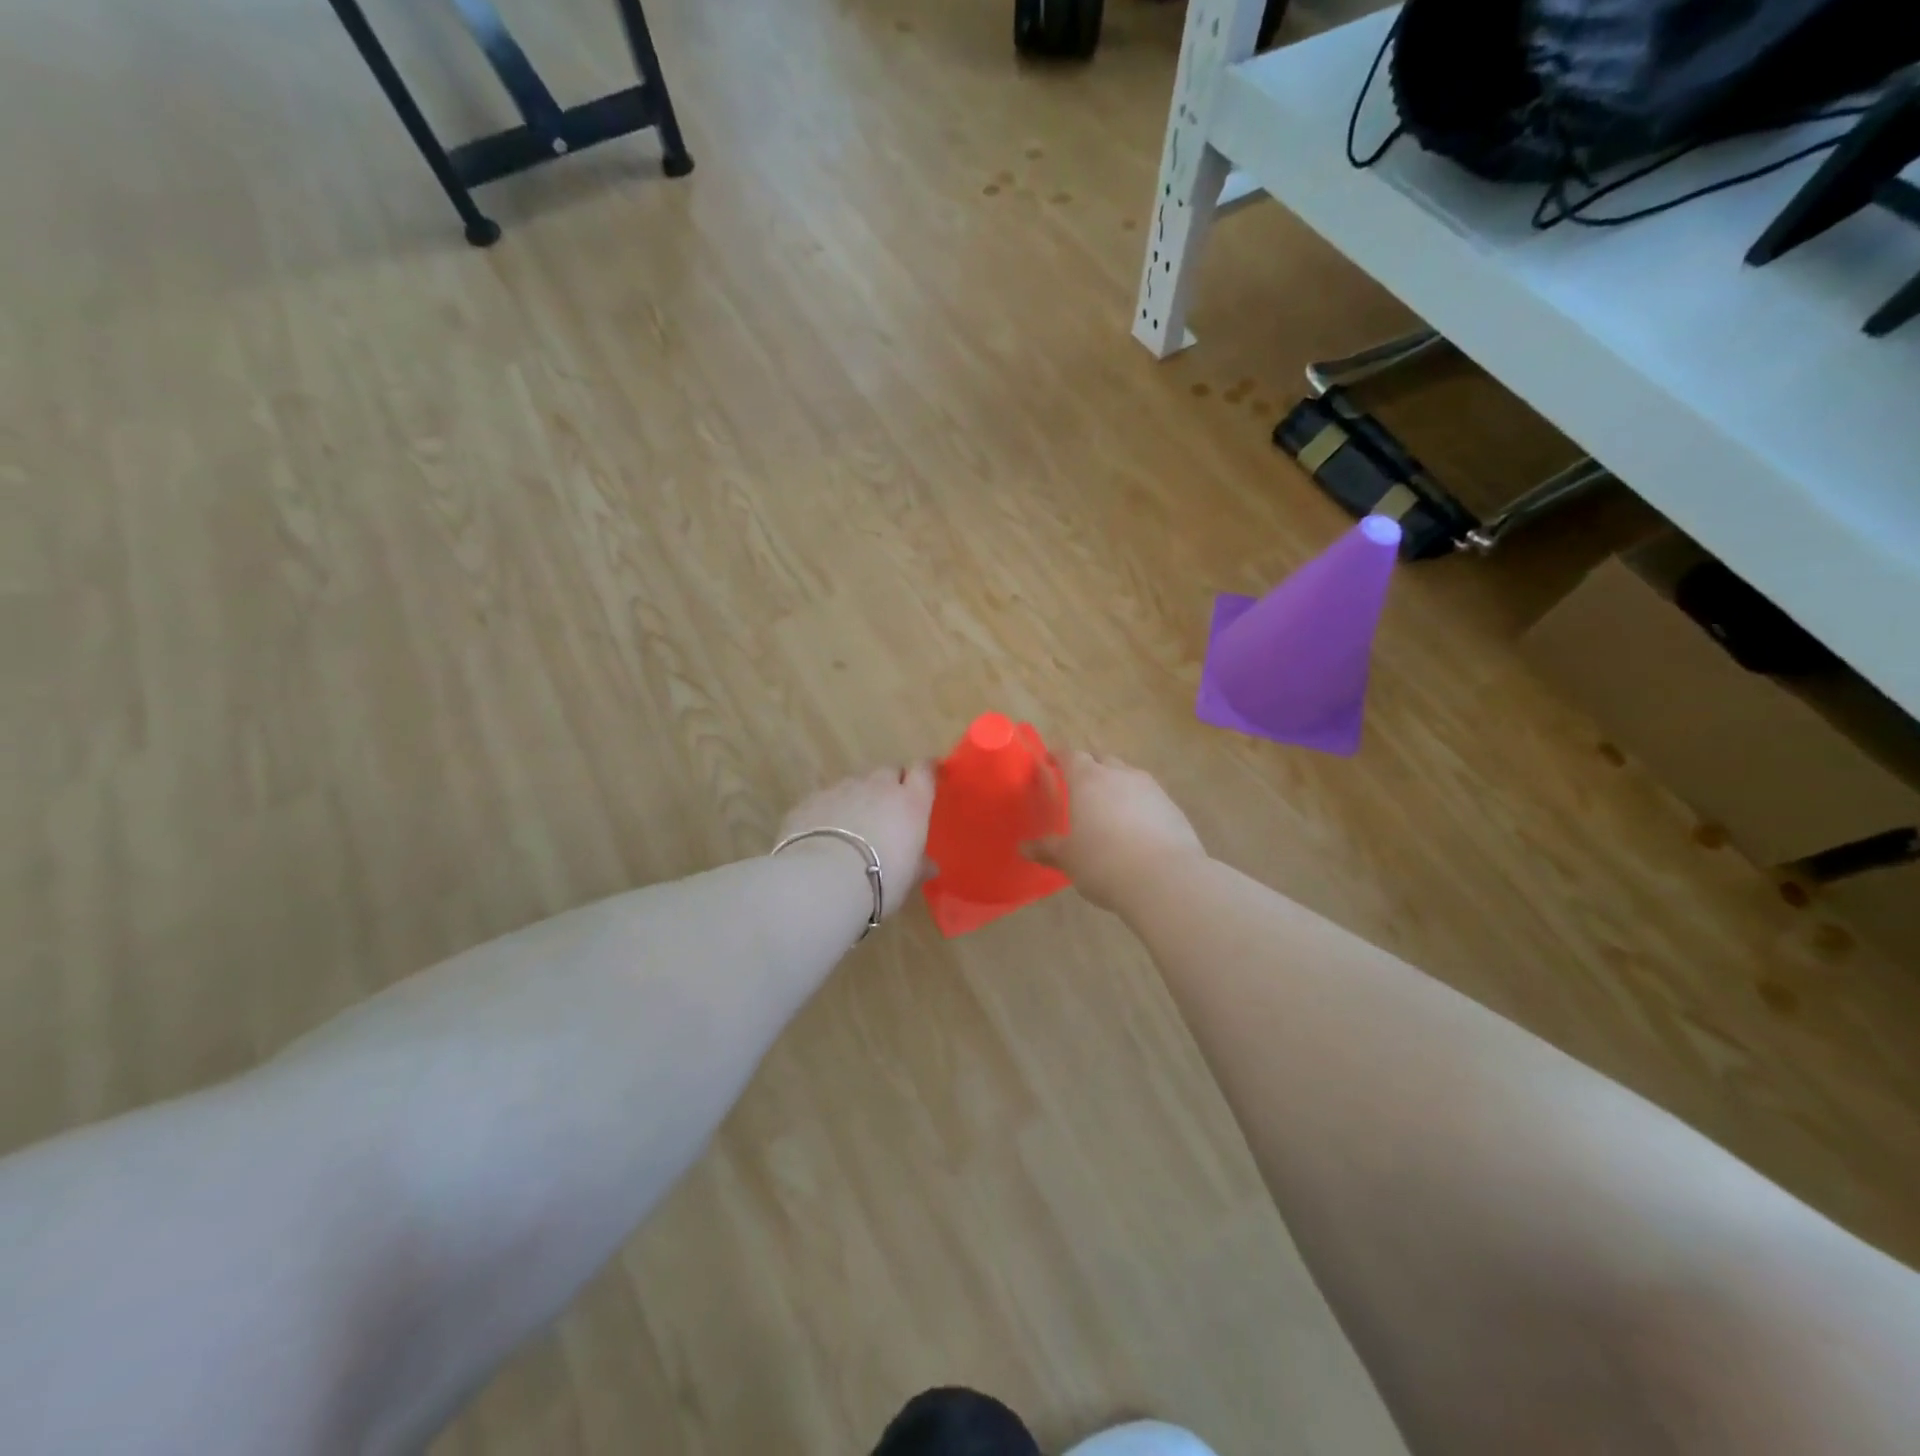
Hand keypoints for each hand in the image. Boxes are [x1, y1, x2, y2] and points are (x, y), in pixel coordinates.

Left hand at [779, 764, 935, 920]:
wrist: (823, 878)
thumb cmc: (880, 879)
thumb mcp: (907, 879)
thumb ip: (919, 866)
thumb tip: (930, 867)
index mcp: (910, 802)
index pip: (923, 771)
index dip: (926, 771)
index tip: (928, 776)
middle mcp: (878, 787)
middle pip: (889, 772)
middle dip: (891, 784)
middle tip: (889, 808)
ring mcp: (842, 789)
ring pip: (856, 783)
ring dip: (859, 797)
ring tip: (853, 826)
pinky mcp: (812, 799)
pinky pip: (827, 798)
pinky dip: (830, 810)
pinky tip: (824, 834)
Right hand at [1028, 752, 1206, 912]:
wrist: (1165, 879)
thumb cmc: (1104, 863)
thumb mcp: (1068, 859)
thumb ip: (1047, 849)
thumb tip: (1023, 847)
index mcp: (1088, 780)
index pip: (1070, 755)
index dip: (1059, 756)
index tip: (1050, 761)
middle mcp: (1119, 775)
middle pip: (1102, 759)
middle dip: (1090, 766)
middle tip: (1079, 785)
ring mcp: (1150, 788)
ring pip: (1128, 775)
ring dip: (1116, 784)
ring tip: (1109, 807)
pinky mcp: (1172, 807)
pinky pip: (1149, 796)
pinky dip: (1138, 803)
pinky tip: (1136, 826)